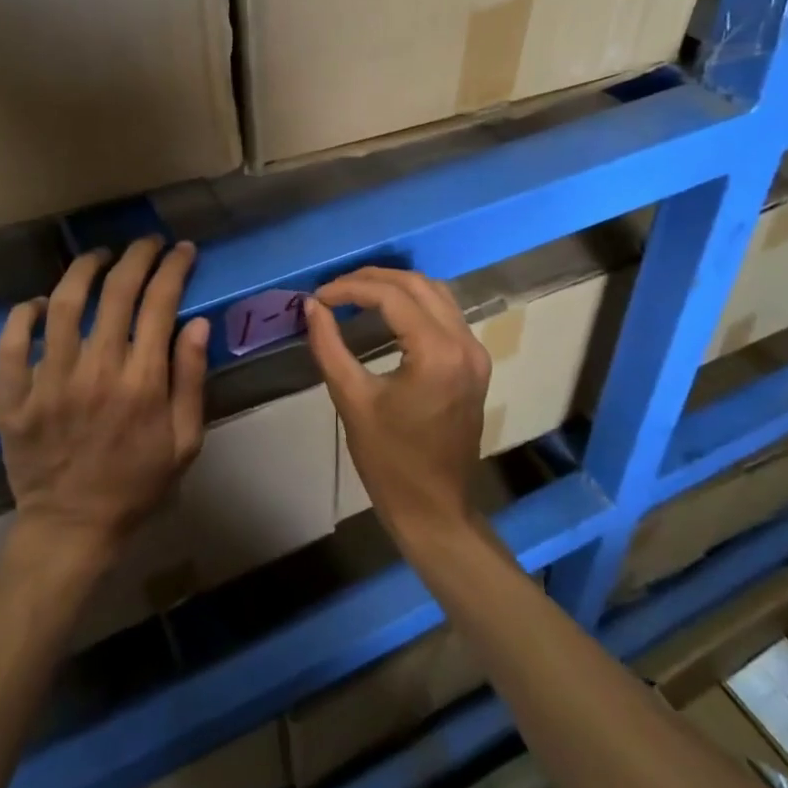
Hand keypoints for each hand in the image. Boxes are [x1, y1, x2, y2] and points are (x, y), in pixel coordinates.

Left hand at [0, 239, 208, 565]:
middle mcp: (96, 372)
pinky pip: (11, 343)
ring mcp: (49, 383)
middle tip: (146, 243)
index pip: (160, 304)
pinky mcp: (13, 398)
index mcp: (142, 382)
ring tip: (99, 257)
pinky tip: (41, 303)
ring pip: (64, 305)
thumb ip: (192, 380)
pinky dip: (23, 314)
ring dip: (83, 270)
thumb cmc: (137, 484)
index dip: (174, 268)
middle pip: (117, 292)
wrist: (72, 528)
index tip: (182, 250)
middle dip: (137, 256)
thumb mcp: (185, 441)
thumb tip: (197, 323)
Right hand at [303, 268, 489, 551]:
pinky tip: (385, 311)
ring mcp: (475, 352)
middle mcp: (464, 343)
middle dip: (372, 279)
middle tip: (334, 290)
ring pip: (436, 293)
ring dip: (395, 286)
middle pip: (417, 285)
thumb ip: (329, 346)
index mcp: (437, 353)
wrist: (434, 508)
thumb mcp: (351, 400)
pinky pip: (445, 314)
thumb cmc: (389, 461)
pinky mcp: (474, 363)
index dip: (350, 288)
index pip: (391, 296)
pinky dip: (414, 303)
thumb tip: (312, 307)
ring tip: (355, 294)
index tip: (318, 297)